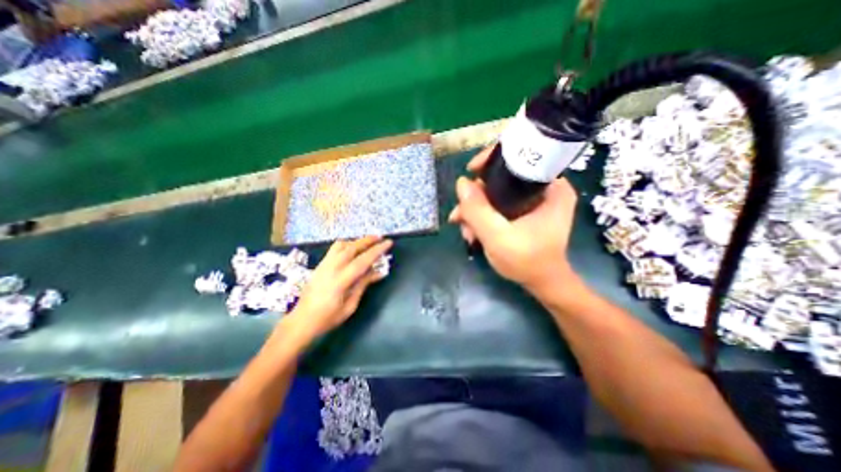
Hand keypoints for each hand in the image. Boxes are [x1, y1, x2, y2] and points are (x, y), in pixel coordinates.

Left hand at [286, 236, 394, 342]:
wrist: (301, 321)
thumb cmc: (328, 318)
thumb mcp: (350, 306)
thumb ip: (363, 285)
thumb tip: (378, 272)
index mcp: (340, 281)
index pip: (362, 261)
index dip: (377, 251)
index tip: (388, 243)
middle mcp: (331, 268)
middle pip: (351, 248)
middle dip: (367, 240)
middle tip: (380, 237)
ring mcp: (323, 265)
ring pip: (341, 245)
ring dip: (356, 241)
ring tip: (367, 242)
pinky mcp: (319, 265)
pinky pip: (334, 249)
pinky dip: (346, 245)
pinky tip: (352, 249)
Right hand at [450, 146, 581, 294]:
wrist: (542, 283)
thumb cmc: (527, 261)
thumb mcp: (498, 237)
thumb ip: (478, 210)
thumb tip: (461, 182)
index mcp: (551, 187)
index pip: (520, 157)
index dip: (491, 160)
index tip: (470, 171)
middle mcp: (544, 188)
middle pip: (502, 178)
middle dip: (476, 198)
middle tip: (460, 217)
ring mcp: (533, 200)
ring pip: (496, 193)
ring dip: (476, 210)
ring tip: (466, 231)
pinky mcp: (524, 211)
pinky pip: (498, 204)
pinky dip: (483, 216)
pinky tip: (472, 231)